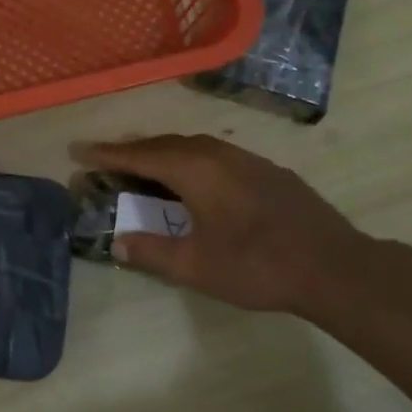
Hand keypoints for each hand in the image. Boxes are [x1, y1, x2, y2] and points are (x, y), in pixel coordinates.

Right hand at [72, 134, 381, 320]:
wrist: (333, 266)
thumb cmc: (257, 265)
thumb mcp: (196, 266)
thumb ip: (152, 251)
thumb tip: (118, 242)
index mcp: (195, 169)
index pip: (140, 155)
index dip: (106, 154)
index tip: (78, 150)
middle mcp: (217, 153)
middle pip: (165, 144)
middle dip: (133, 151)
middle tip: (107, 160)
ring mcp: (246, 159)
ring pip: (193, 146)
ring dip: (163, 154)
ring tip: (145, 168)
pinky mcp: (267, 170)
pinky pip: (215, 155)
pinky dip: (191, 161)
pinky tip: (195, 181)